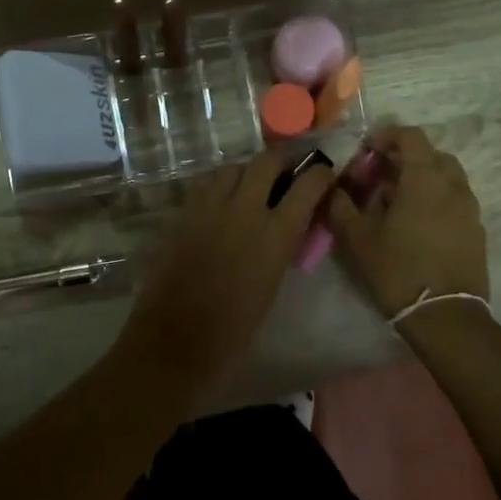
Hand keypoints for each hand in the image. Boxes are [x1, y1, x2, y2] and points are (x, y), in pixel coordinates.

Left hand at [118, 149, 333, 378]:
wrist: (176, 339)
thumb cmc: (234, 327)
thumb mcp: (273, 284)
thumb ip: (283, 246)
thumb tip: (289, 226)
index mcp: (275, 234)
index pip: (308, 185)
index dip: (320, 174)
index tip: (324, 175)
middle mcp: (245, 210)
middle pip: (267, 161)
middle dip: (282, 161)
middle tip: (287, 173)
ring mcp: (210, 207)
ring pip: (233, 167)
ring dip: (248, 171)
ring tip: (252, 186)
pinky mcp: (185, 213)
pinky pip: (207, 183)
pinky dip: (220, 183)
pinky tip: (223, 199)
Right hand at [326, 126, 488, 318]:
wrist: (445, 316)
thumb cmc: (398, 270)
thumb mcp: (357, 238)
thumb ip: (341, 205)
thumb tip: (332, 187)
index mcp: (425, 179)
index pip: (411, 136)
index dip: (388, 136)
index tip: (367, 151)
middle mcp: (453, 186)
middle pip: (432, 155)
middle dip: (406, 158)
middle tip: (381, 176)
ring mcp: (470, 209)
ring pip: (447, 178)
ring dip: (423, 179)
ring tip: (398, 202)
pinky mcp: (476, 231)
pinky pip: (455, 201)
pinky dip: (437, 200)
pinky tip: (417, 226)